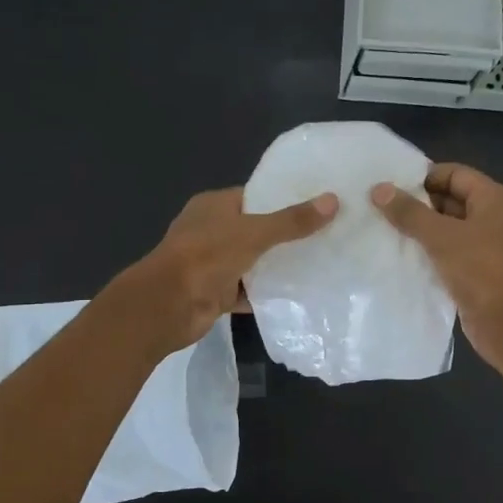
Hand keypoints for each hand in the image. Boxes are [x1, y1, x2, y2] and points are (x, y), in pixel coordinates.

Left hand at [119, 187, 336, 351]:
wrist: (169, 306)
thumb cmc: (206, 256)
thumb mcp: (254, 233)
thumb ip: (292, 221)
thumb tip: (333, 201)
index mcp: (213, 206)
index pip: (253, 196)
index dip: (283, 199)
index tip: (317, 204)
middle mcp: (211, 231)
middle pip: (255, 230)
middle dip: (285, 234)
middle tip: (326, 234)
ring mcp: (212, 264)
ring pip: (252, 261)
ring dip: (277, 265)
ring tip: (320, 262)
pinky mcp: (216, 293)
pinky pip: (248, 290)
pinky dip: (267, 293)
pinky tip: (298, 294)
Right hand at [370, 163, 502, 372]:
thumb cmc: (481, 270)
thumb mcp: (442, 237)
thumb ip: (410, 212)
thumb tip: (379, 189)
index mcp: (494, 199)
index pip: (454, 174)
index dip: (422, 177)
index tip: (389, 186)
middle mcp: (493, 218)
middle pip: (450, 200)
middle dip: (417, 205)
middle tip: (379, 209)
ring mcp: (487, 247)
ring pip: (447, 230)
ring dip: (420, 232)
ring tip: (382, 231)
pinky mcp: (477, 273)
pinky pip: (448, 254)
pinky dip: (428, 254)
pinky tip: (400, 258)